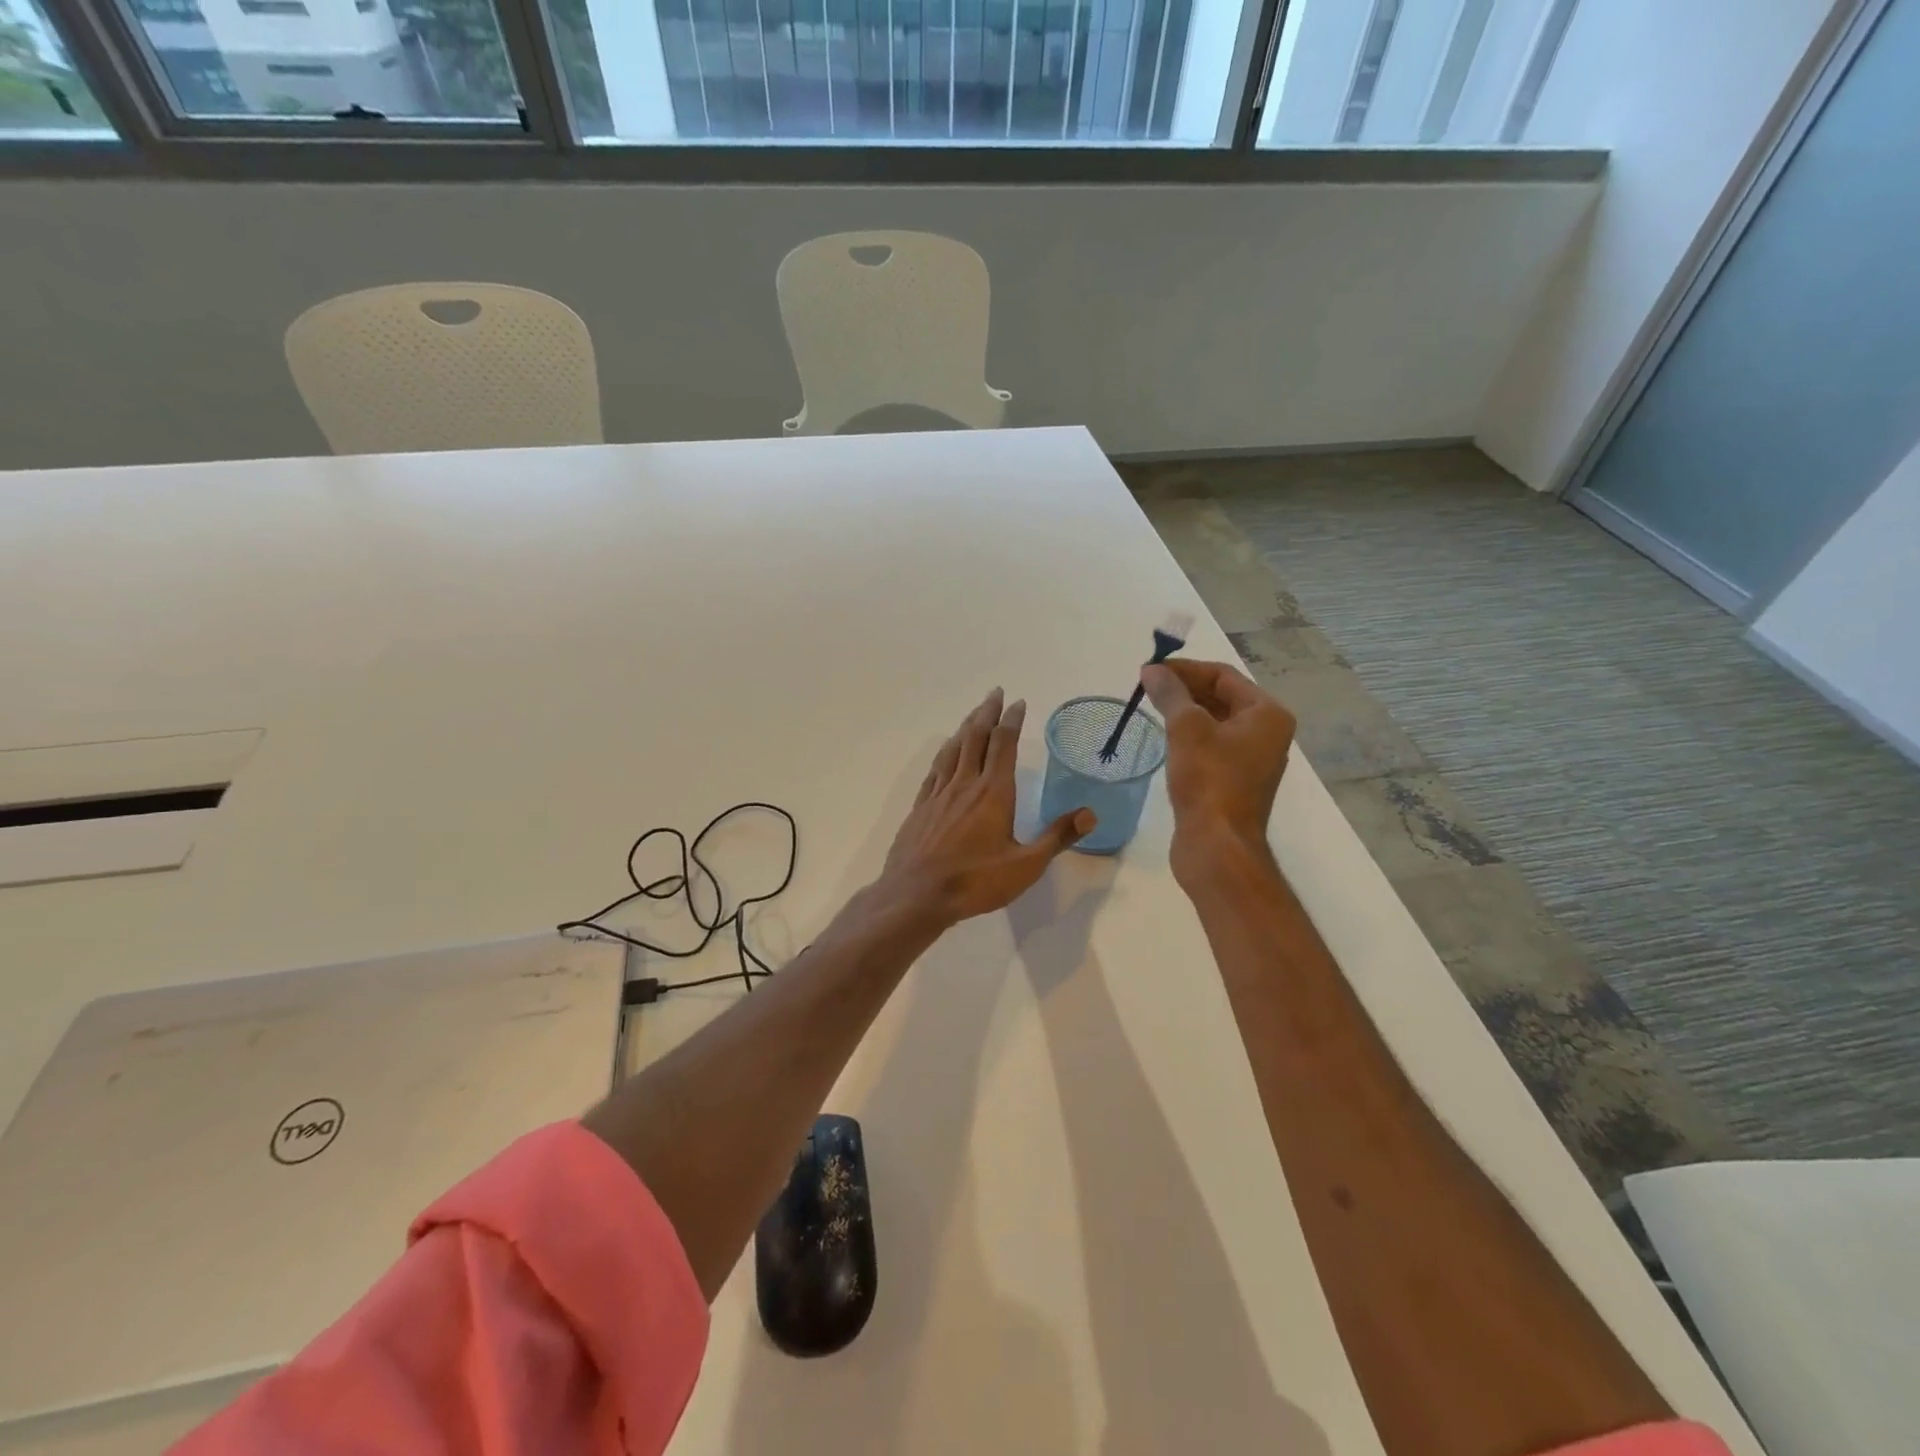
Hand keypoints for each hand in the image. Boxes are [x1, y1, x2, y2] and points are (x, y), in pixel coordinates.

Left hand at [877, 688, 1092, 927]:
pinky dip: (945, 753)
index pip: (1003, 745)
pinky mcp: (921, 807)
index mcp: (993, 792)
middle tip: (995, 693)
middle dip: (987, 713)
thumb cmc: (975, 881)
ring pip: (953, 750)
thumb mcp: (1026, 865)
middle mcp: (965, 784)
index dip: (1012, 721)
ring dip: (965, 727)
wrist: (916, 895)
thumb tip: (1091, 813)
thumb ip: (1057, 837)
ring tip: (973, 714)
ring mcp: (939, 794)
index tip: (1018, 703)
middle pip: (976, 738)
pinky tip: (946, 753)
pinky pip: (935, 769)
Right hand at [1140, 659, 1295, 885]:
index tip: (1150, 670)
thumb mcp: (1186, 728)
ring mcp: (1252, 759)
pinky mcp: (1234, 781)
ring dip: (1184, 711)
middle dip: (1184, 688)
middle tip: (1146, 687)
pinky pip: (1211, 746)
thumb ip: (1170, 693)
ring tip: (1150, 707)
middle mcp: (1266, 733)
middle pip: (1221, 696)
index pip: (1223, 675)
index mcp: (1267, 714)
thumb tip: (1152, 670)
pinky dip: (1189, 736)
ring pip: (1215, 721)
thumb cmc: (1208, 780)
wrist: (1217, 845)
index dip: (1185, 668)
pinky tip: (1165, 738)